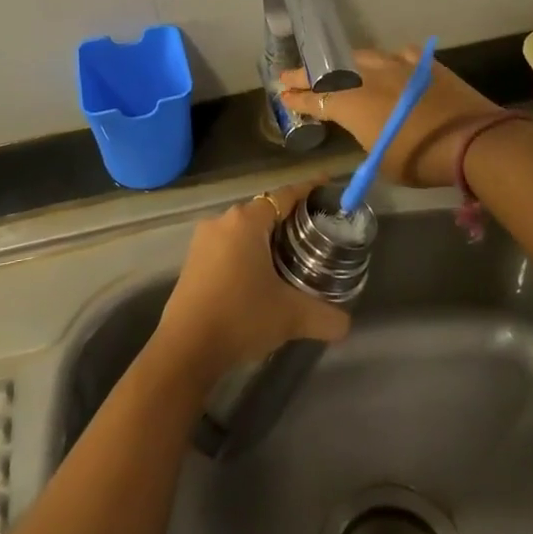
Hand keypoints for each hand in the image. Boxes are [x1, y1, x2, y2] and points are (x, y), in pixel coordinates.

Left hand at [153, 182, 351, 382]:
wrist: (186, 348)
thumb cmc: (241, 317)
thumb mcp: (291, 316)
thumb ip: (326, 316)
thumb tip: (346, 322)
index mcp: (246, 222)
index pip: (284, 195)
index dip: (307, 189)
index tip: (327, 185)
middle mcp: (223, 221)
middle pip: (263, 210)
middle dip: (289, 217)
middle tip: (315, 231)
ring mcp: (203, 240)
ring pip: (244, 229)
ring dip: (266, 237)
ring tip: (292, 255)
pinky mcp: (193, 261)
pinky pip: (228, 245)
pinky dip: (247, 252)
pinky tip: (261, 275)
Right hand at [280, 47, 502, 186]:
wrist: (472, 140)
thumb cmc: (420, 160)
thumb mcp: (381, 160)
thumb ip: (366, 137)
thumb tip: (367, 128)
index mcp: (351, 104)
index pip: (314, 99)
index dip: (297, 98)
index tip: (283, 95)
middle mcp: (367, 78)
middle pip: (329, 72)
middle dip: (307, 74)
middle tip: (290, 75)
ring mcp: (396, 65)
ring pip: (361, 58)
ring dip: (345, 65)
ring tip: (338, 68)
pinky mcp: (423, 63)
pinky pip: (399, 56)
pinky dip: (390, 62)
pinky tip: (392, 65)